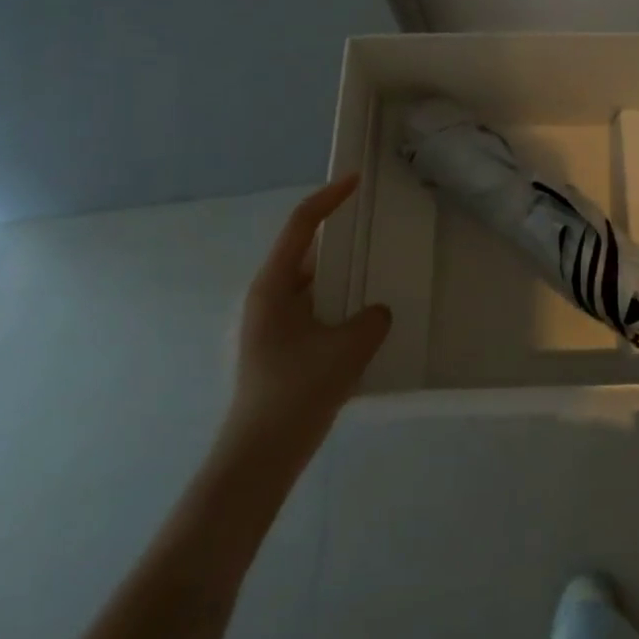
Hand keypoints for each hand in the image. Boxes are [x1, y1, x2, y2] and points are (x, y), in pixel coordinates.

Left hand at [225, 176, 390, 449]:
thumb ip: (372, 320)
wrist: (260, 457)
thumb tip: (376, 312)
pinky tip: (366, 316)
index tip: (356, 181)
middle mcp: (269, 298)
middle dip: (341, 236)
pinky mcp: (283, 347)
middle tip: (376, 225)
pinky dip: (340, 303)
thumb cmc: (297, 392)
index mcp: (274, 286)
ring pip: (313, 283)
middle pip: (307, 251)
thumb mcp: (348, 348)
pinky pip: (317, 309)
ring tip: (379, 267)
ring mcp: (273, 324)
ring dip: (343, 274)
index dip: (329, 198)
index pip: (301, 225)